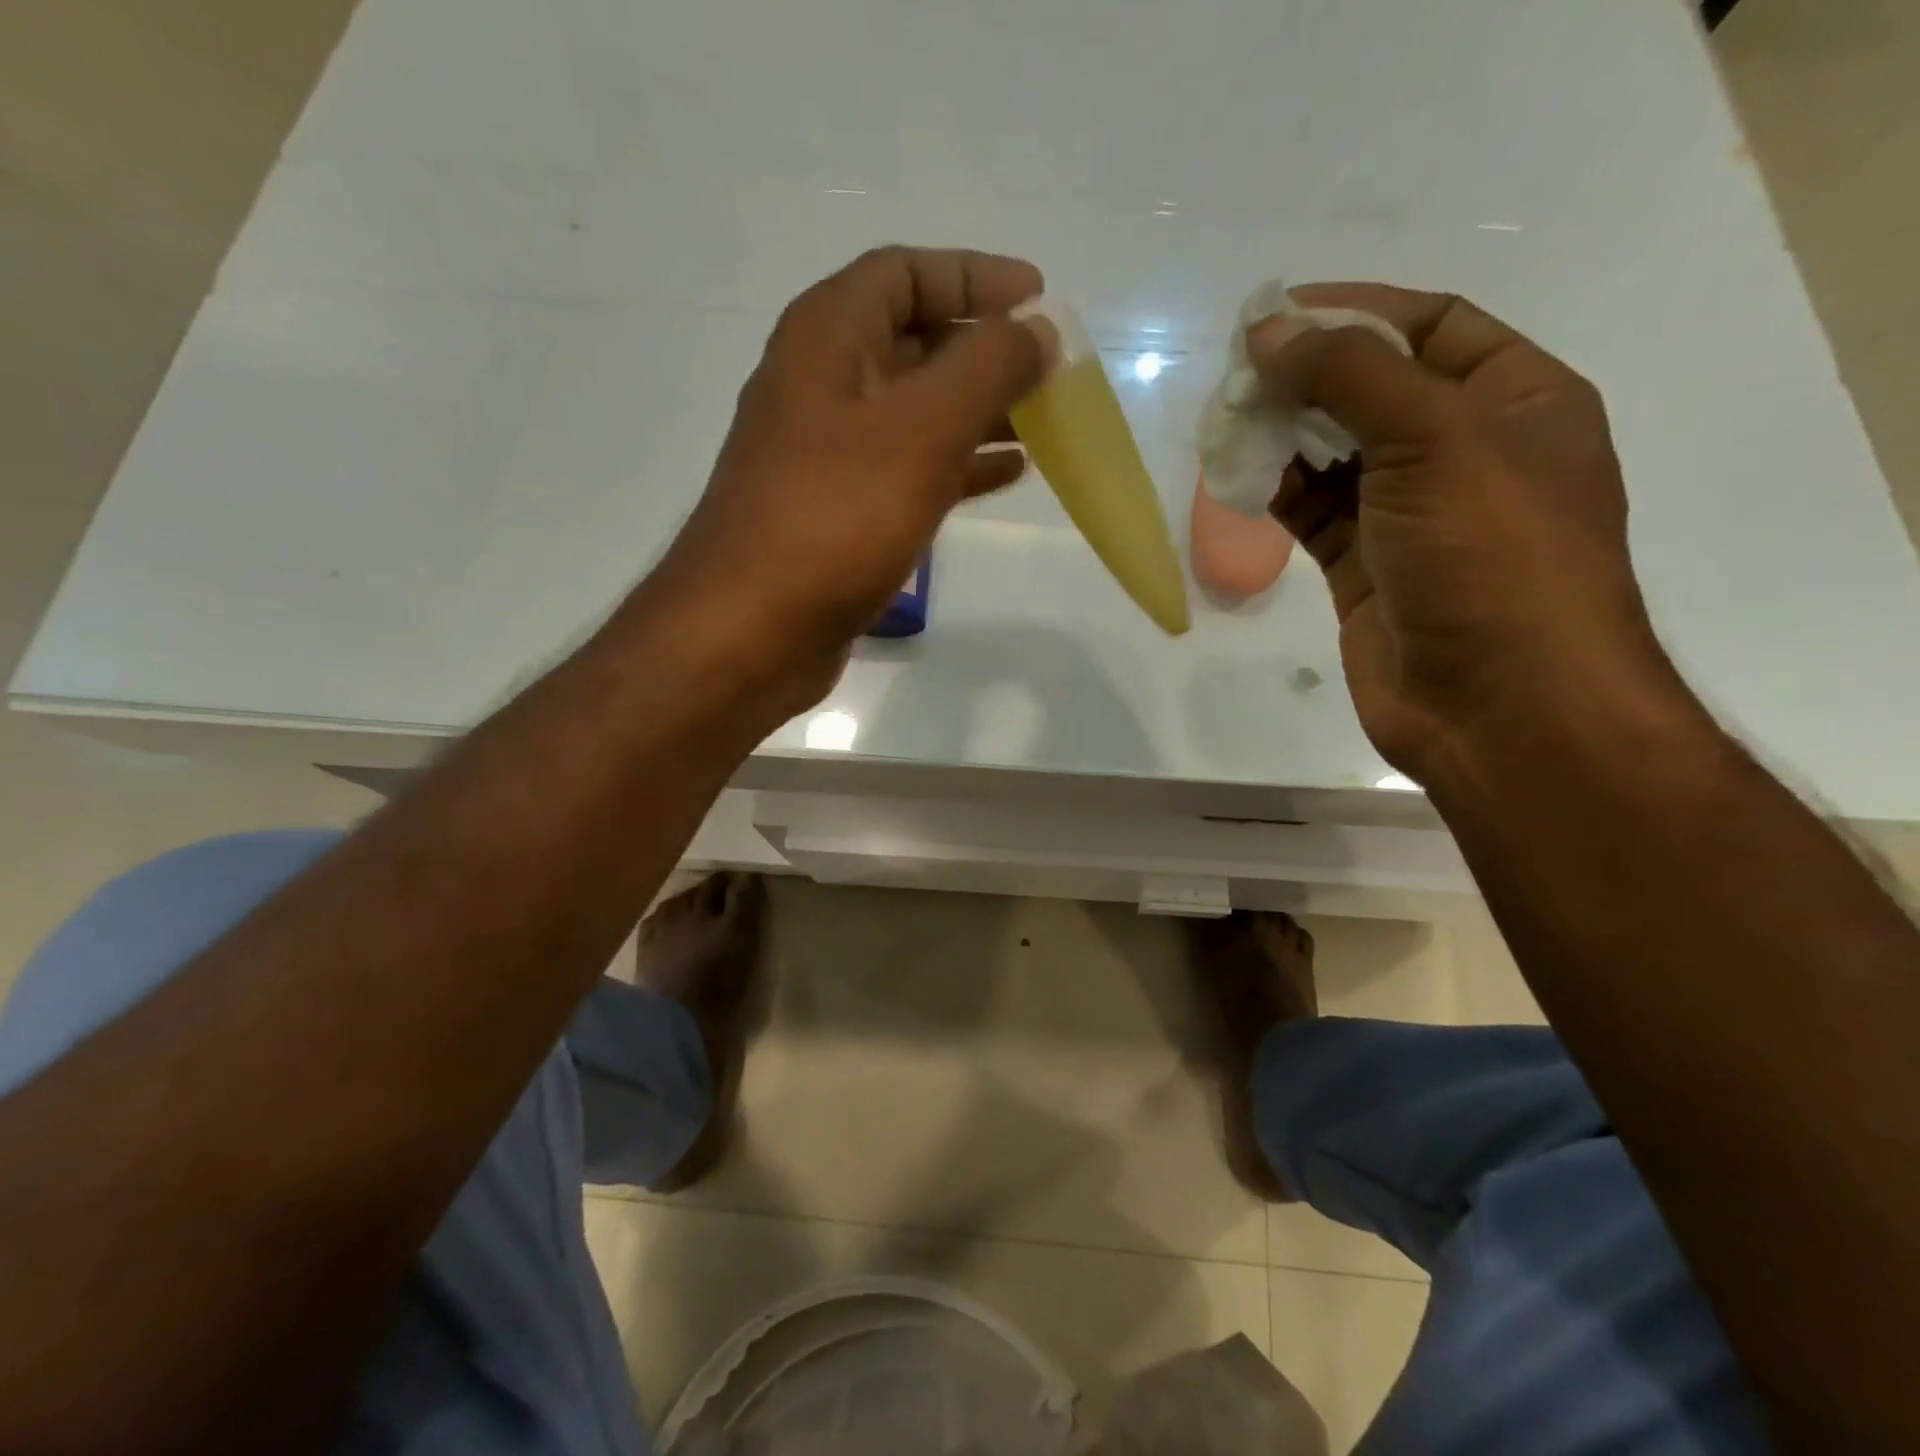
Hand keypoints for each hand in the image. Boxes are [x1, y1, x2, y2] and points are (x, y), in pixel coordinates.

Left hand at [654, 246, 1047, 705]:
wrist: (751, 631)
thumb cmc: (834, 517)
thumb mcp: (921, 429)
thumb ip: (987, 369)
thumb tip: (1038, 331)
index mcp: (827, 337)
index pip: (905, 273)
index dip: (974, 276)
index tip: (1039, 301)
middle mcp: (821, 385)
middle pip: (913, 342)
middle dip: (984, 350)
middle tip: (1049, 371)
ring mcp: (828, 455)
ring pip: (916, 412)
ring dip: (978, 411)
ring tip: (1042, 422)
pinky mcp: (839, 514)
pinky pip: (909, 470)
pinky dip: (958, 466)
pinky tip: (1004, 477)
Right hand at [1252, 285, 1680, 781]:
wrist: (1499, 704)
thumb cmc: (1491, 555)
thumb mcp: (1435, 439)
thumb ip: (1350, 376)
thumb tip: (1269, 332)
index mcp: (1515, 400)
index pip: (1429, 327)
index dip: (1354, 313)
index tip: (1276, 313)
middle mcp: (1464, 452)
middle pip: (1374, 390)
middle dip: (1307, 375)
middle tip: (1235, 372)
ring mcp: (1409, 515)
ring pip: (1335, 454)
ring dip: (1284, 434)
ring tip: (1225, 420)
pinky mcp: (1364, 568)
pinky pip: (1314, 512)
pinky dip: (1277, 491)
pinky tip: (1237, 475)